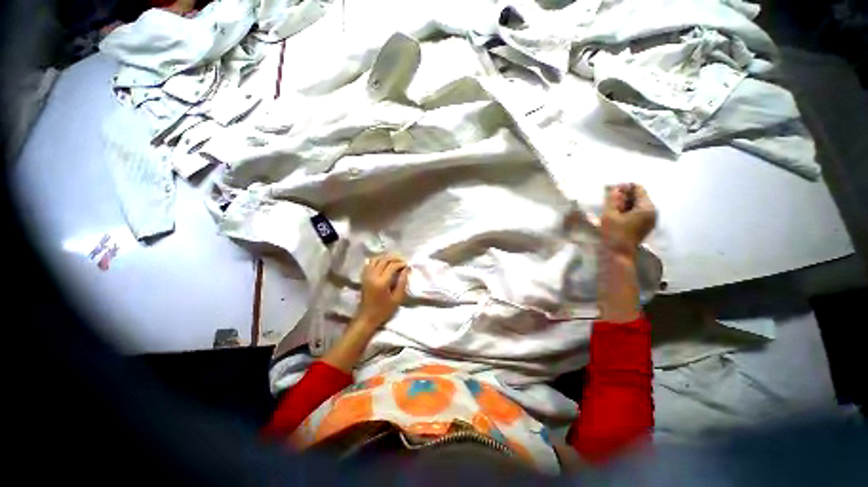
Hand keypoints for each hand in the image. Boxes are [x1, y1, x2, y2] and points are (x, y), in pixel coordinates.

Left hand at [354, 255, 409, 330]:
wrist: (366, 317)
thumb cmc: (384, 310)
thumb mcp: (397, 298)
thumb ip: (402, 282)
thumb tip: (406, 269)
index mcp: (382, 282)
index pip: (392, 266)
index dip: (401, 263)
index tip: (407, 265)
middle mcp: (373, 276)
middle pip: (384, 260)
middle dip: (395, 259)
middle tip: (403, 261)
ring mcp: (367, 275)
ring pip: (376, 259)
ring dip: (386, 258)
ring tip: (394, 261)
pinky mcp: (364, 277)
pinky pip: (370, 263)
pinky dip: (377, 260)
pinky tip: (383, 263)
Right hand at [601, 183, 656, 259]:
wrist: (618, 254)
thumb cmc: (614, 234)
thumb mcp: (609, 214)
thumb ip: (612, 199)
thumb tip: (615, 188)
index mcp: (646, 207)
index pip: (638, 188)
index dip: (624, 186)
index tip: (611, 190)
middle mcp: (652, 211)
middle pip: (638, 196)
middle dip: (624, 195)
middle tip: (609, 199)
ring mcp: (650, 219)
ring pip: (637, 204)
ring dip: (624, 203)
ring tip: (611, 207)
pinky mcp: (645, 225)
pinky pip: (637, 212)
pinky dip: (627, 210)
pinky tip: (616, 215)